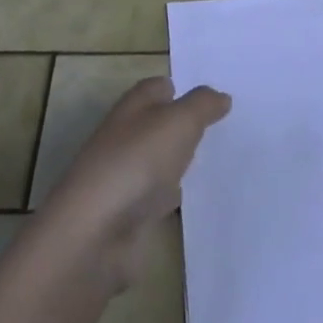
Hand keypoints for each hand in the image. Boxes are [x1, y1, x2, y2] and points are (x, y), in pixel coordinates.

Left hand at [43, 78, 229, 286]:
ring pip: (161, 161)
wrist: (97, 234)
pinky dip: (176, 196)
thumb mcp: (178, 122)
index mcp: (132, 108)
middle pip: (158, 124)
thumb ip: (202, 105)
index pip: (157, 88)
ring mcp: (127, 177)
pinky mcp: (131, 214)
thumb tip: (221, 96)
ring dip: (182, 161)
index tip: (213, 97)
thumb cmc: (137, 162)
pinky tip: (199, 199)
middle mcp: (126, 137)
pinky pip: (160, 197)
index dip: (181, 88)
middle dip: (185, 124)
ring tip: (220, 159)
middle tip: (226, 126)